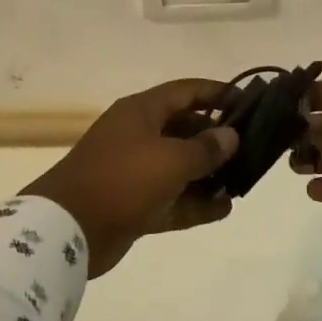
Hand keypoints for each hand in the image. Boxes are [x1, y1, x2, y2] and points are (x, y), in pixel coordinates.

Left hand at [22, 79, 239, 276]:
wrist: (68, 228)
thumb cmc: (122, 179)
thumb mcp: (171, 159)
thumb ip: (206, 148)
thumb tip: (230, 135)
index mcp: (141, 112)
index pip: (185, 91)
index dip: (217, 93)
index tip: (248, 102)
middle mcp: (138, 136)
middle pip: (184, 128)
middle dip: (216, 138)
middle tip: (252, 148)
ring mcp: (135, 171)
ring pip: (180, 166)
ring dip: (209, 173)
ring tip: (242, 180)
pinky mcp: (135, 204)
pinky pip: (173, 198)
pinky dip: (196, 202)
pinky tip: (224, 208)